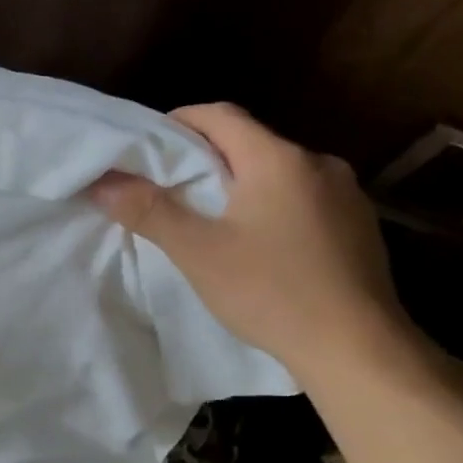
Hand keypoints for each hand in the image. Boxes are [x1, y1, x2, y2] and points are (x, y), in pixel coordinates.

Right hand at [89, 103, 416, 385]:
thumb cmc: (271, 292)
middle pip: (249, 143)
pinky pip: (304, 199)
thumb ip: (148, 211)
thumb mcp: (197, 252)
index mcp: (278, 158)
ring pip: (278, 173)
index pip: (219, 115)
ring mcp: (346, 194)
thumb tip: (102, 182)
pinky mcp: (359, 225)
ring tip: (211, 220)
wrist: (357, 347)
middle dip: (206, 158)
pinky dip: (272, 206)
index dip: (178, 121)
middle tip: (169, 188)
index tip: (148, 146)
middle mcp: (318, 163)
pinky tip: (261, 244)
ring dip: (242, 184)